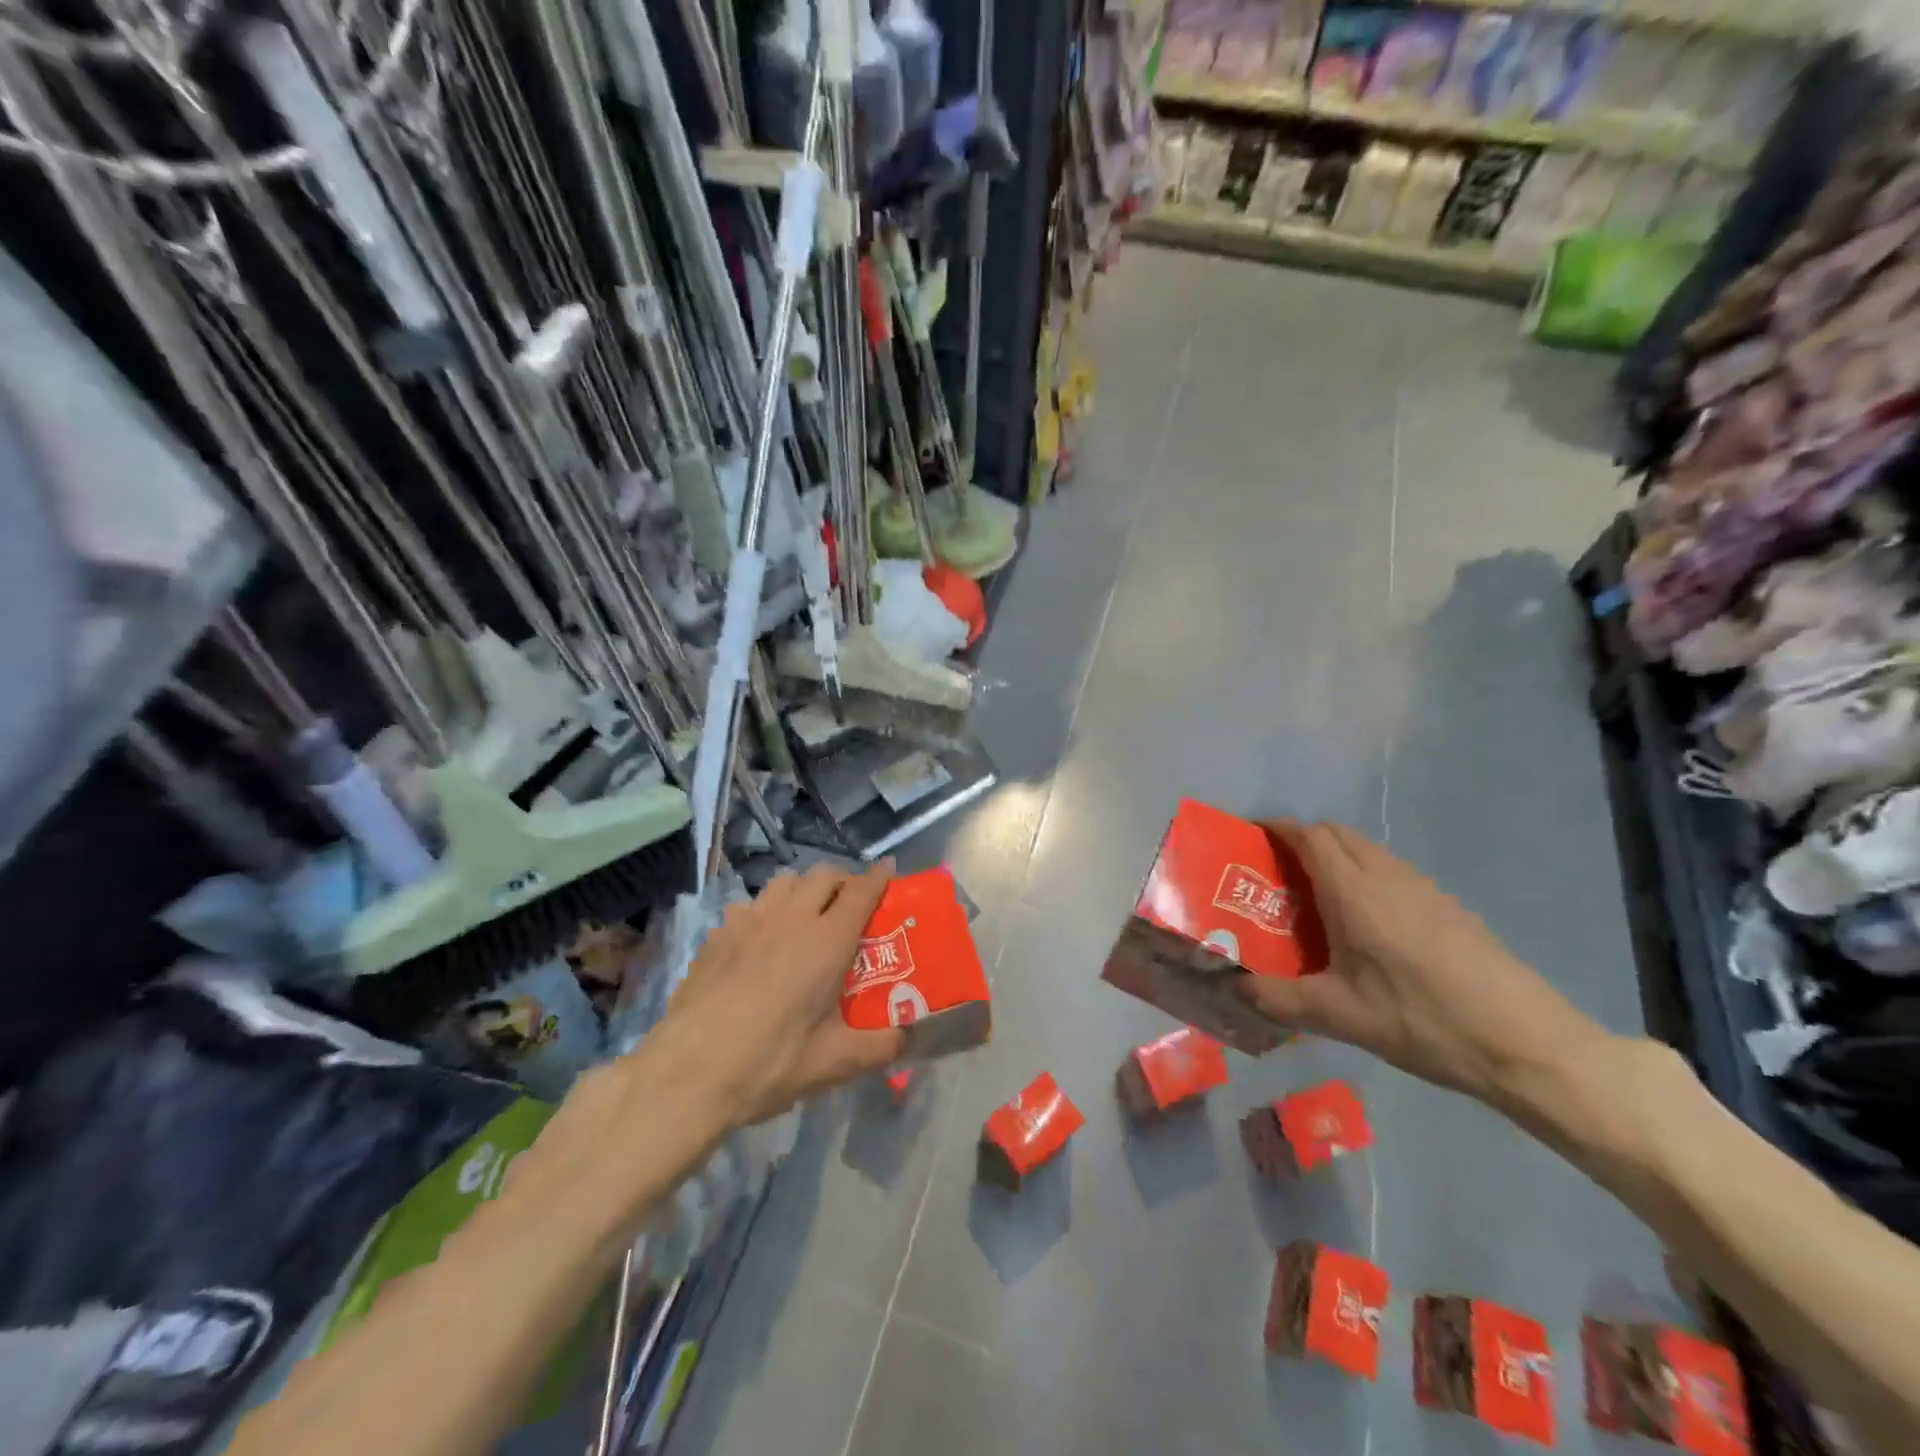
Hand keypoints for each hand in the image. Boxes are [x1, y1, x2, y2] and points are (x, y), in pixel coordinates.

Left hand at [662, 861, 906, 1125]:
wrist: (689, 1071)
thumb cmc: (770, 1063)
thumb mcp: (834, 1063)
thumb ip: (879, 1046)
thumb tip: (905, 1037)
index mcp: (827, 942)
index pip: (861, 891)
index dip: (878, 877)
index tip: (889, 870)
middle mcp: (791, 918)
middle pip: (823, 875)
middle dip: (843, 880)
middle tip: (851, 904)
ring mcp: (750, 921)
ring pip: (785, 881)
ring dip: (804, 889)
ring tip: (807, 914)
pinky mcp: (718, 934)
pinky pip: (751, 904)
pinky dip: (767, 910)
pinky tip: (761, 939)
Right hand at [1237, 821, 1609, 1109]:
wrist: (1527, 1044)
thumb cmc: (1424, 1021)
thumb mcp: (1340, 1017)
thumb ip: (1278, 999)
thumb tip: (1232, 987)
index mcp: (1354, 893)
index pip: (1309, 836)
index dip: (1278, 828)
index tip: (1251, 836)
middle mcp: (1387, 877)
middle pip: (1338, 833)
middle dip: (1303, 838)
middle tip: (1278, 871)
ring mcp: (1423, 888)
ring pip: (1368, 849)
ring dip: (1336, 855)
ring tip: (1315, 897)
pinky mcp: (1448, 905)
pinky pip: (1392, 870)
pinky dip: (1365, 874)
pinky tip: (1366, 924)